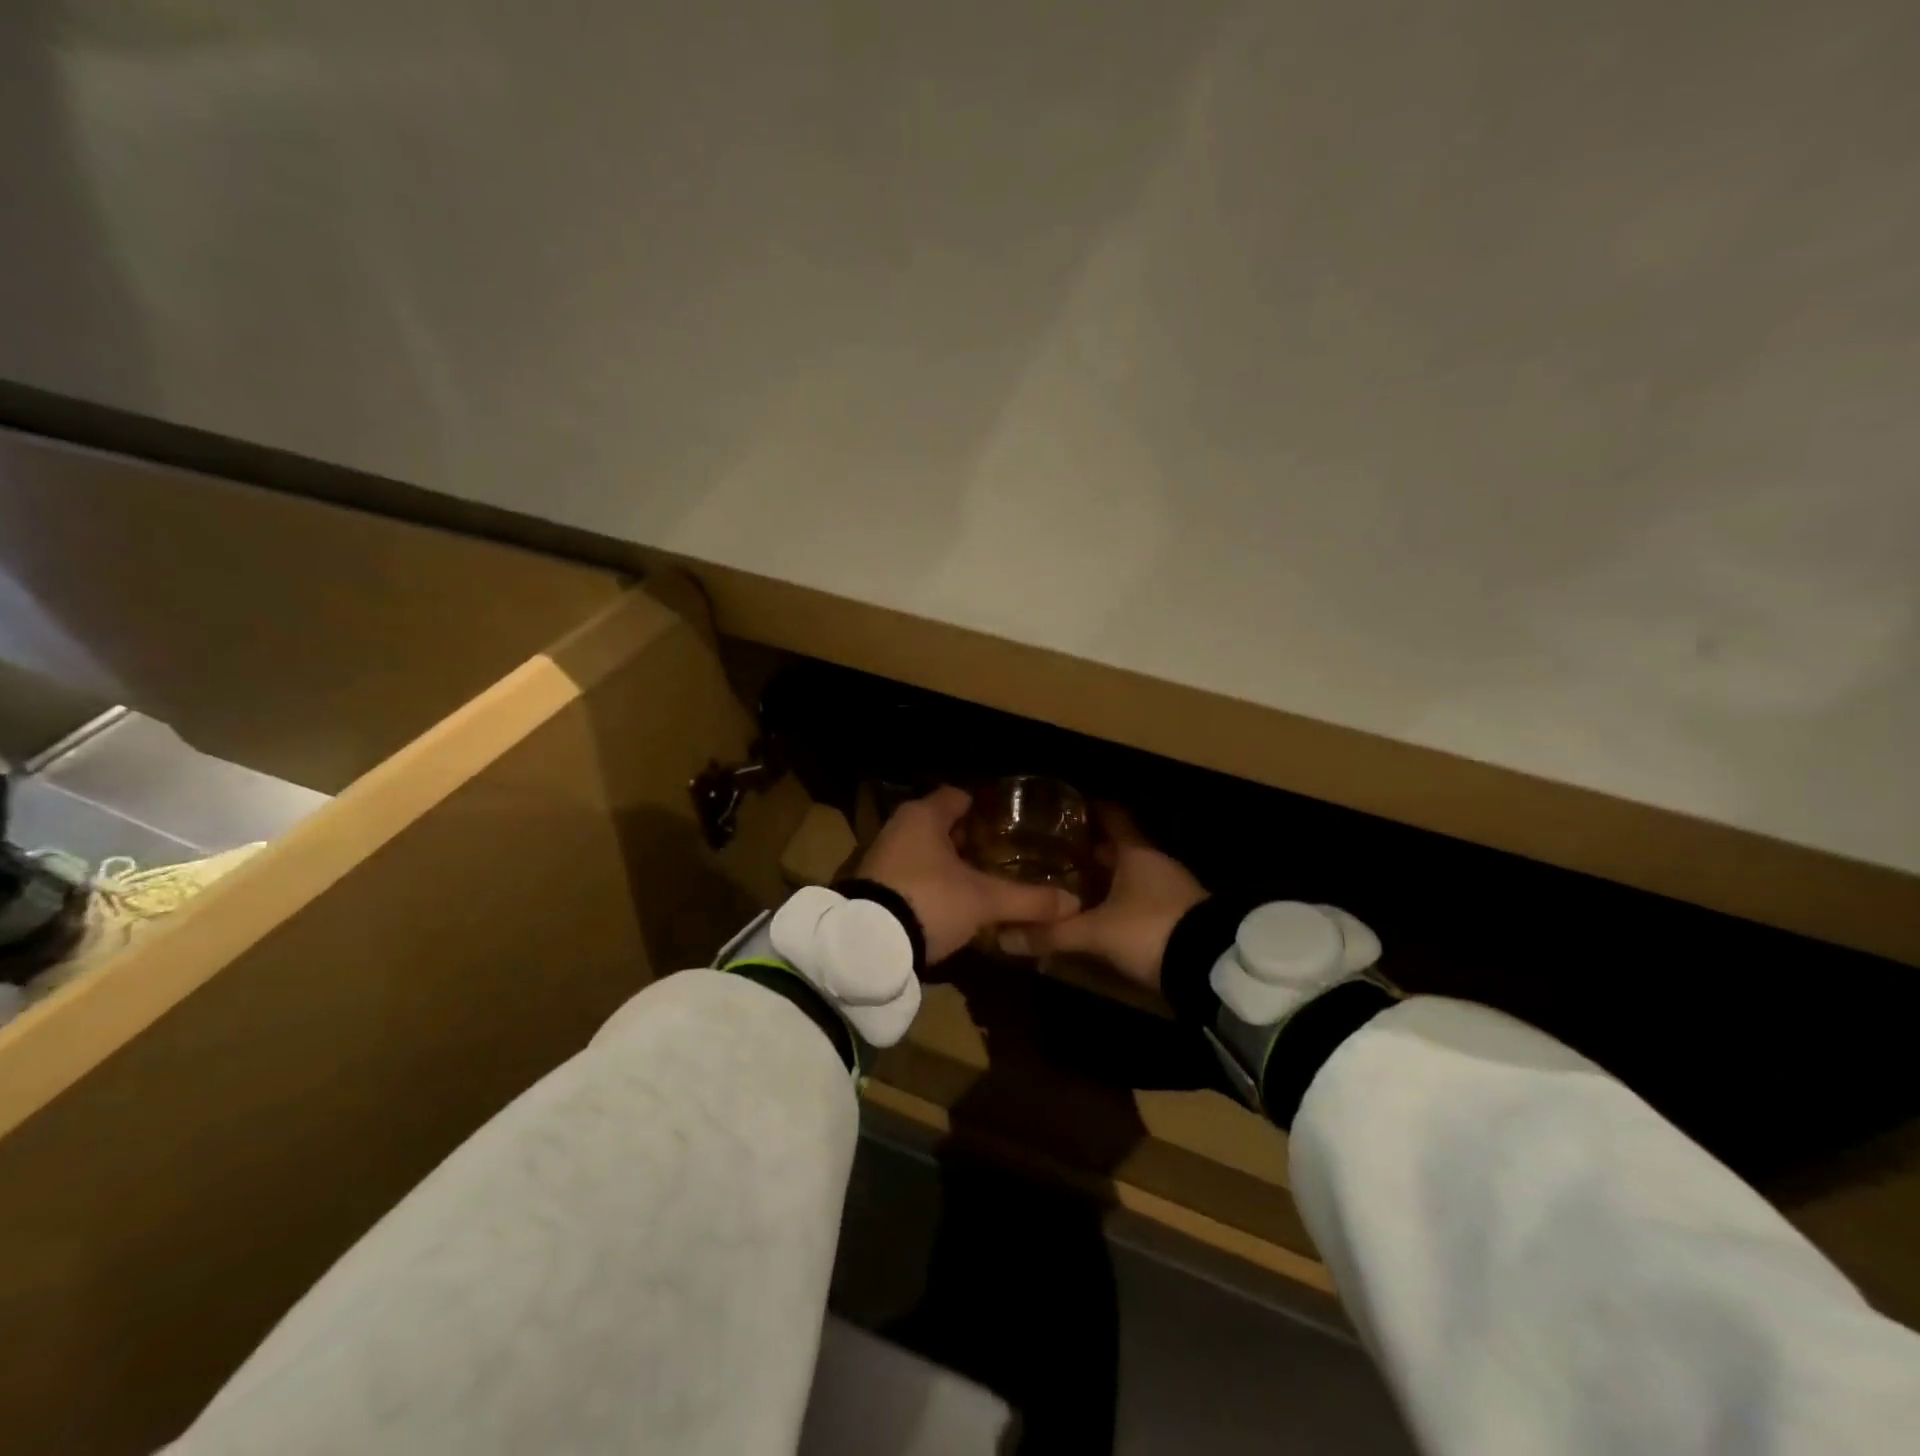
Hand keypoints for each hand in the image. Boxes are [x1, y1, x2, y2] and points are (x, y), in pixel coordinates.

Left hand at [856, 786, 1079, 964]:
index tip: (1010, 821)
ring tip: (983, 878)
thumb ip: (1028, 899)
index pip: (960, 796)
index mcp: (924, 815)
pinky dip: (933, 881)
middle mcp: (900, 827)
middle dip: (970, 838)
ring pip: (926, 850)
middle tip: (1003, 853)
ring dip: (950, 862)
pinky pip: (912, 872)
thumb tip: (1073, 903)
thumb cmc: (930, 901)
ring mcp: (883, 856)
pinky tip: (954, 900)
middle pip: (942, 824)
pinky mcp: (874, 885)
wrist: (869, 945)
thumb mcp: (984, 900)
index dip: (986, 807)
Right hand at [1000, 808, 1205, 990]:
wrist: (1213, 969)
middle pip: (1119, 849)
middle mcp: (1155, 865)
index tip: (1068, 807)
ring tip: (1072, 887)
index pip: (1112, 818)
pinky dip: (1120, 904)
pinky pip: (1141, 901)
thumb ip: (1052, 933)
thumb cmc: (1151, 929)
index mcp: (1137, 853)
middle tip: (1055, 854)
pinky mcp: (1178, 918)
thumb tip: (1004, 937)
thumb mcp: (1097, 933)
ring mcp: (1171, 891)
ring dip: (1106, 881)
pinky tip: (1101, 919)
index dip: (1092, 810)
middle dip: (1090, 852)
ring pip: (1130, 877)